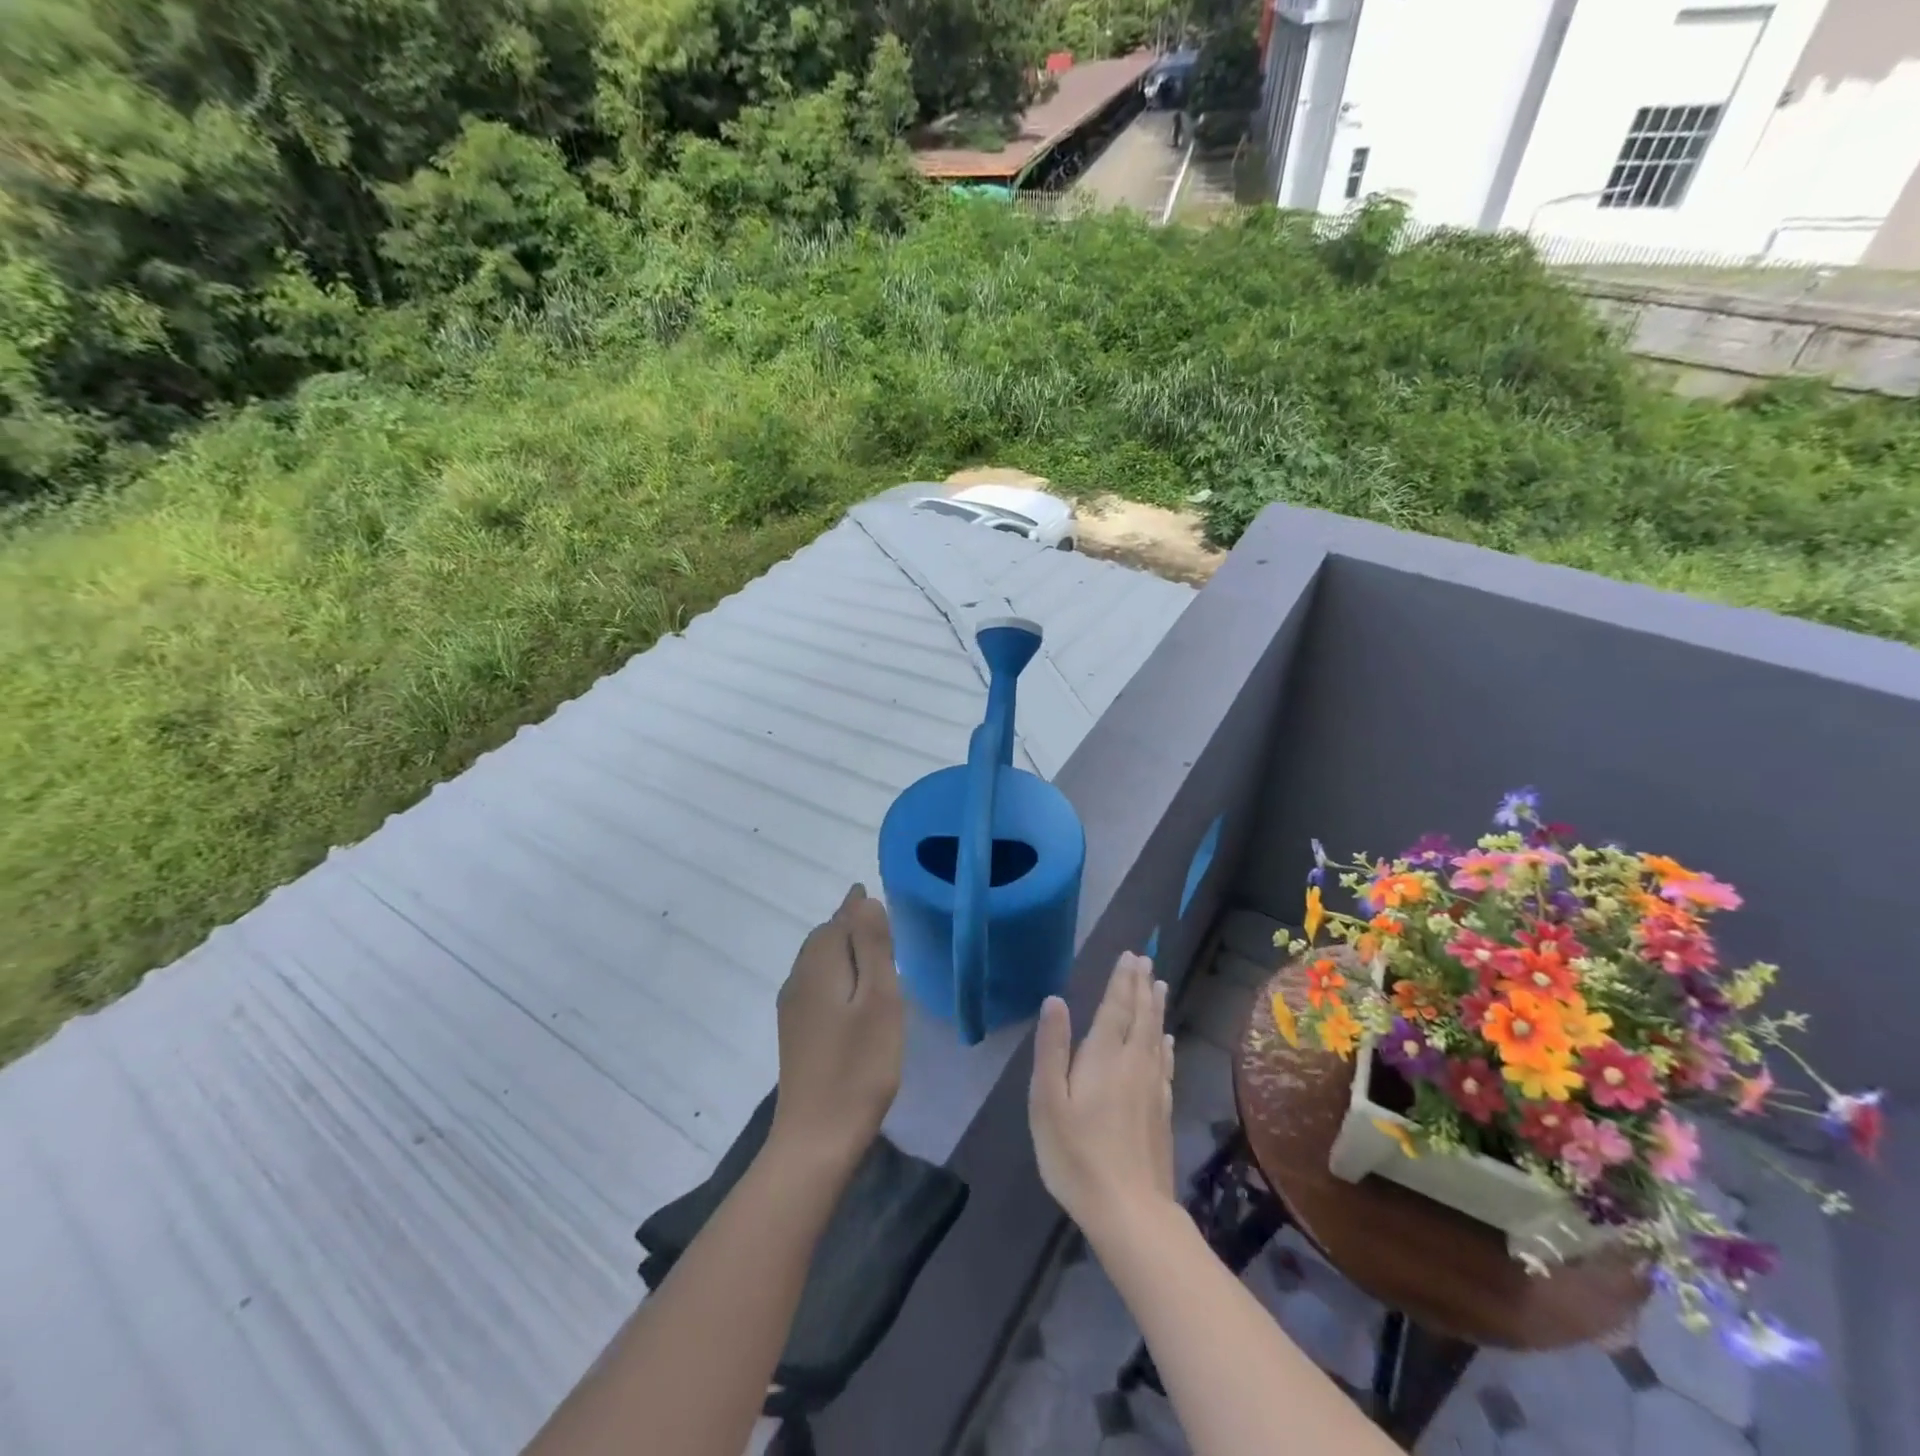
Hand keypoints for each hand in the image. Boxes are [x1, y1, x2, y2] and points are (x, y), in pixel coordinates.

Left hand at [770, 885, 904, 1169]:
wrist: (816, 1138)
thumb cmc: (859, 1066)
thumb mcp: (879, 999)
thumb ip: (872, 946)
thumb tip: (864, 900)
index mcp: (820, 965)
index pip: (838, 919)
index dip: (857, 906)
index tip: (873, 895)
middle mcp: (799, 979)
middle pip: (824, 938)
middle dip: (848, 925)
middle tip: (878, 921)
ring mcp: (793, 1008)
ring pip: (818, 962)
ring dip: (842, 950)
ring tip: (870, 951)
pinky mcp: (796, 1033)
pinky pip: (816, 985)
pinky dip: (835, 974)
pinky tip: (851, 992)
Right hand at [1028, 953, 1175, 1234]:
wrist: (1129, 1210)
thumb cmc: (1076, 1154)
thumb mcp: (1048, 1101)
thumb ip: (1052, 1048)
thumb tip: (1055, 1000)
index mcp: (1103, 1057)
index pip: (1115, 1008)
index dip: (1121, 981)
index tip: (1129, 956)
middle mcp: (1133, 1064)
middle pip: (1140, 1016)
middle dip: (1141, 986)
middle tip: (1146, 960)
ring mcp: (1152, 1088)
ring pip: (1155, 1036)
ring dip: (1156, 1008)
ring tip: (1159, 985)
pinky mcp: (1162, 1111)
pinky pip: (1165, 1064)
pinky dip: (1165, 1045)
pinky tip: (1167, 1042)